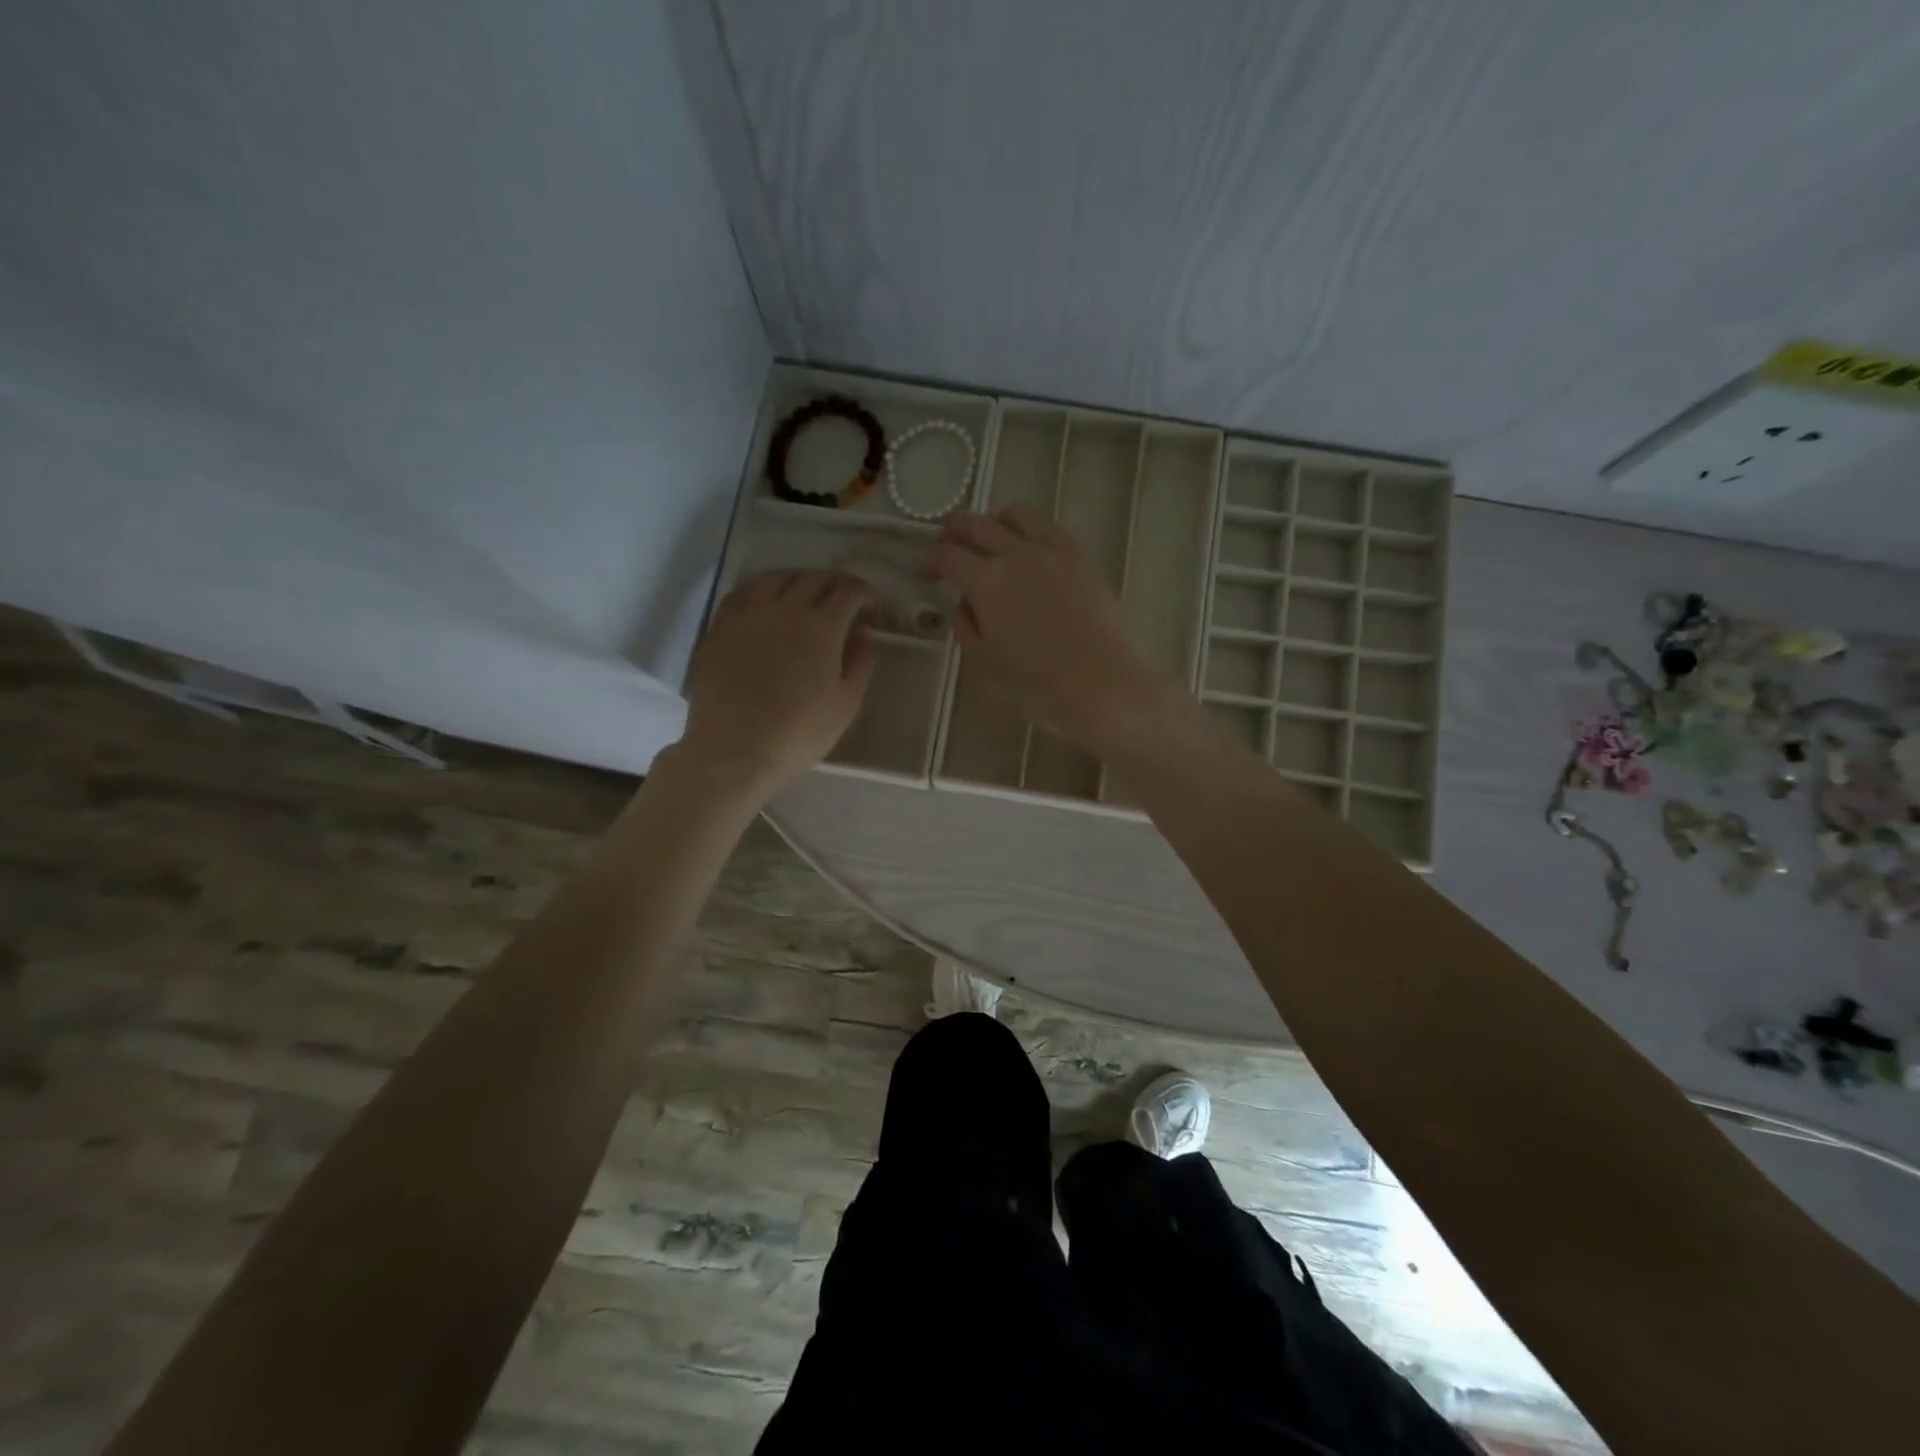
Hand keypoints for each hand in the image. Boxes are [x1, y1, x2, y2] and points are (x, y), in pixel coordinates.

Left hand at [680, 570, 874, 797]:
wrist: (733, 750)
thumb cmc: (798, 733)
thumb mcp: (845, 704)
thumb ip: (859, 663)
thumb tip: (861, 633)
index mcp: (821, 628)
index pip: (847, 592)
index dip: (864, 592)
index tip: (871, 602)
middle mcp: (784, 610)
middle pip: (813, 579)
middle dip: (835, 583)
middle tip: (844, 597)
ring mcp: (747, 615)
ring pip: (775, 578)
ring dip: (798, 579)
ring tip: (805, 591)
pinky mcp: (720, 628)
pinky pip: (742, 593)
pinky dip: (762, 588)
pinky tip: (765, 600)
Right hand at [929, 507, 1191, 757]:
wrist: (1105, 686)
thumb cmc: (1039, 686)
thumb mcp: (987, 662)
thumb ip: (967, 625)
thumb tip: (964, 602)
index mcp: (986, 581)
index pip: (947, 556)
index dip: (930, 561)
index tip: (926, 572)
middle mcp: (1016, 554)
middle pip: (975, 524)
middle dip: (953, 533)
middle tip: (947, 549)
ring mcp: (1052, 551)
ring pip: (1015, 514)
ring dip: (992, 521)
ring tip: (989, 540)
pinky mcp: (1080, 557)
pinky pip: (1048, 527)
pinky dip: (1028, 529)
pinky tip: (1028, 549)